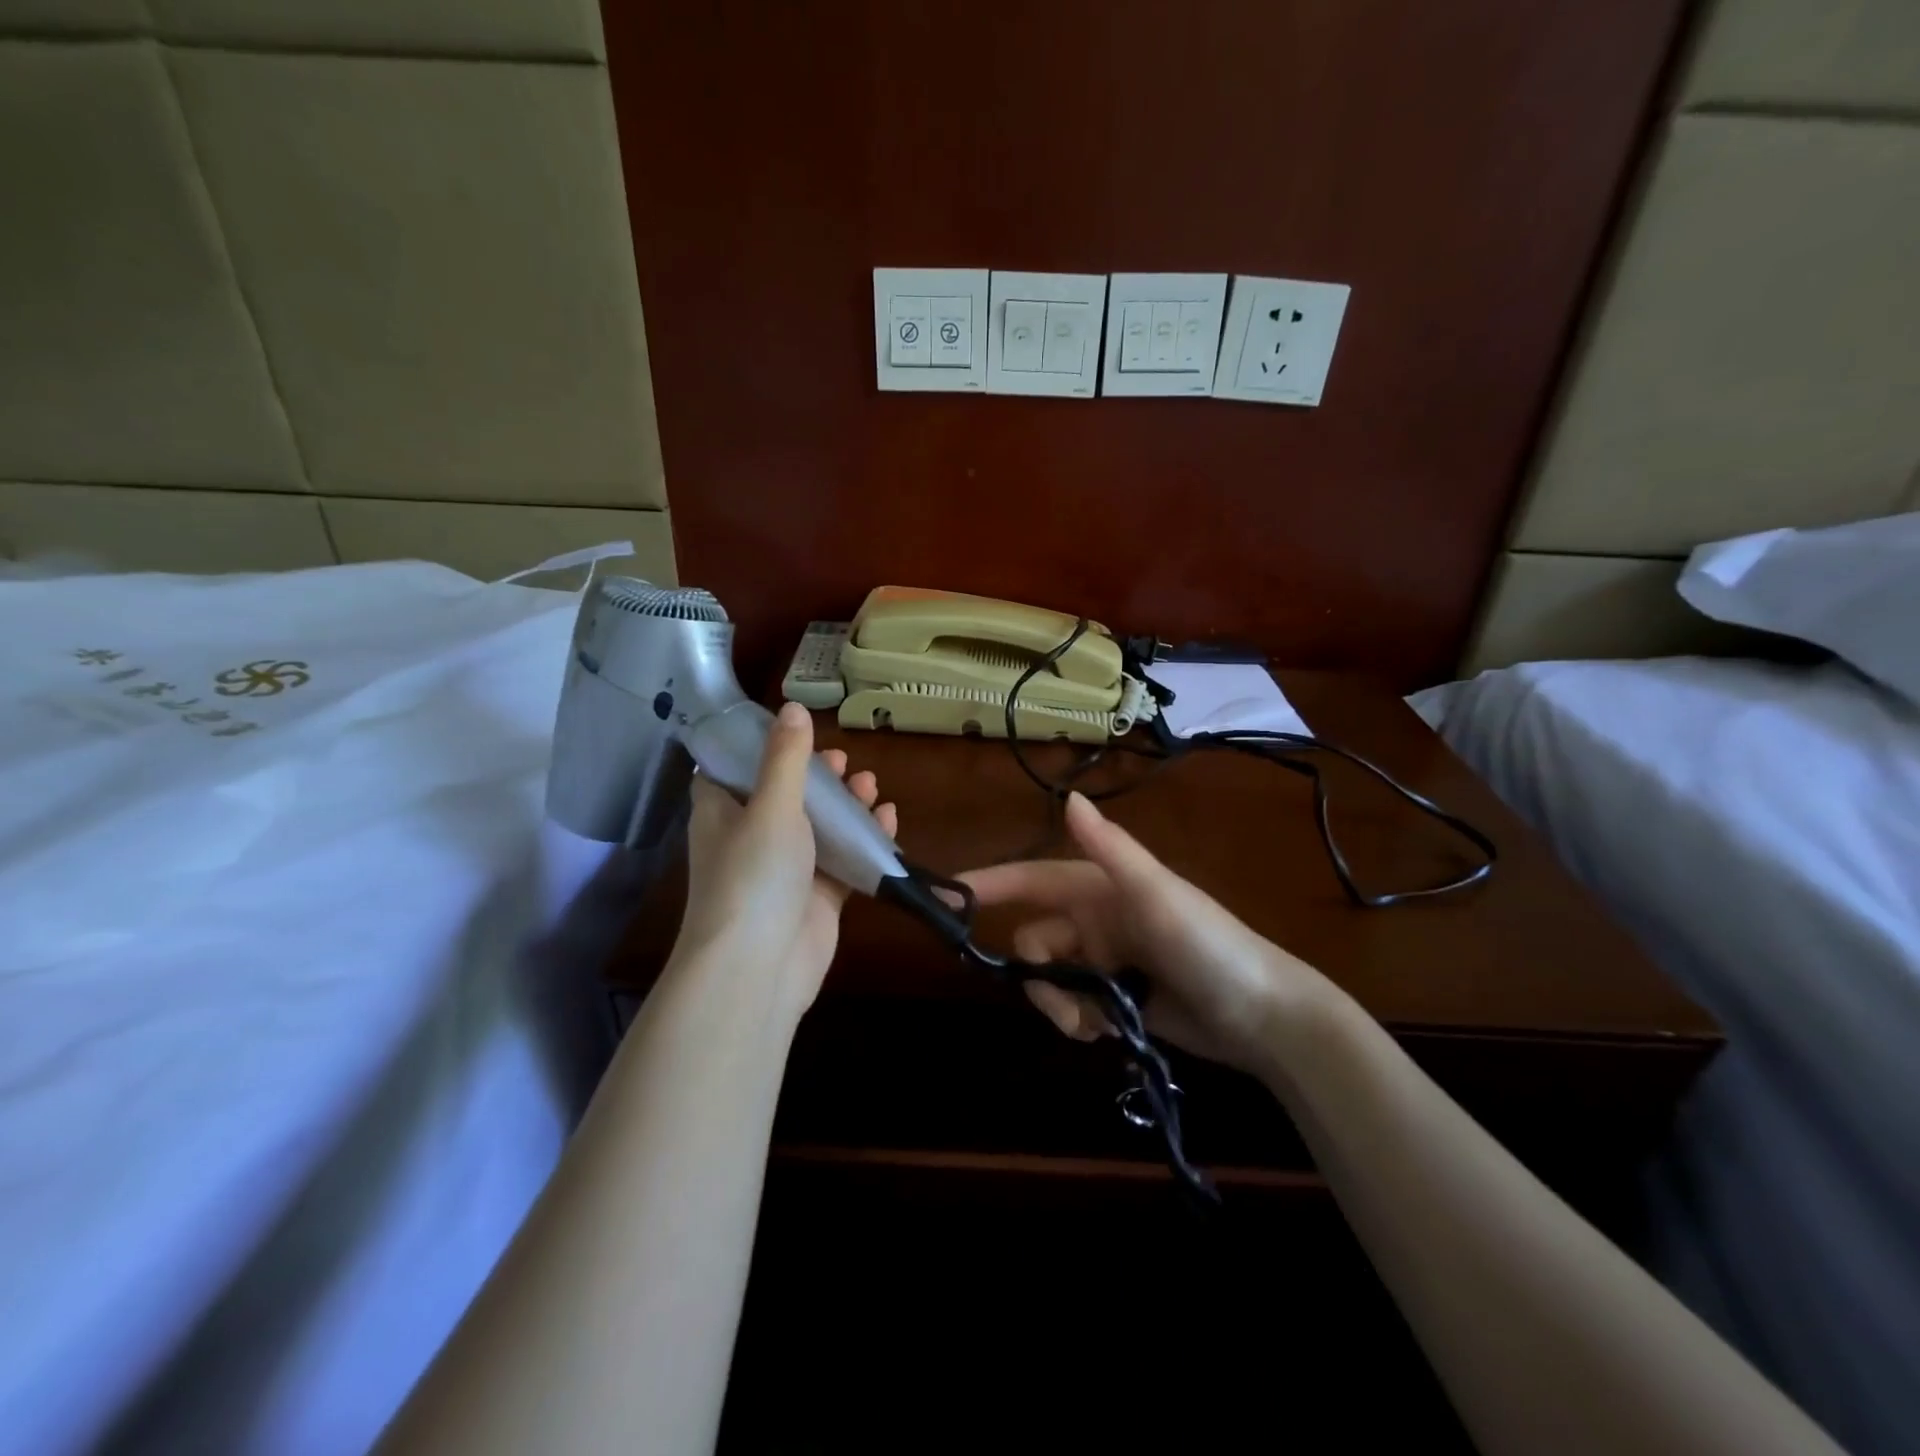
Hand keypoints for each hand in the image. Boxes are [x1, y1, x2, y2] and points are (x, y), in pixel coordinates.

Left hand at [673, 702, 895, 1017]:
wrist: (760, 966)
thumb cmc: (754, 875)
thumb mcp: (771, 805)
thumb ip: (786, 758)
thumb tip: (792, 707)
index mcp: (722, 813)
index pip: (731, 770)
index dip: (759, 749)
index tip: (792, 733)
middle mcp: (749, 838)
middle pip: (785, 796)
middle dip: (818, 777)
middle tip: (844, 762)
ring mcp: (785, 870)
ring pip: (819, 827)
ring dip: (846, 805)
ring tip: (872, 786)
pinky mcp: (816, 897)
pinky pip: (843, 859)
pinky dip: (864, 840)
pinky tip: (888, 820)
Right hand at [959, 791, 1335, 1073]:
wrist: (1264, 1016)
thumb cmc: (1208, 945)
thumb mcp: (1156, 894)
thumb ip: (1111, 850)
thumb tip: (1068, 797)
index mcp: (1100, 888)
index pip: (1031, 879)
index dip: (989, 883)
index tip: (946, 896)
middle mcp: (1097, 920)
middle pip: (1035, 940)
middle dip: (1038, 973)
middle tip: (1065, 1003)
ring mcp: (1107, 961)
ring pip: (1050, 978)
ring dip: (1059, 1004)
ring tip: (1093, 1025)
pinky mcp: (1118, 998)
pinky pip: (1074, 1006)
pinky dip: (1078, 1020)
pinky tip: (1106, 1032)